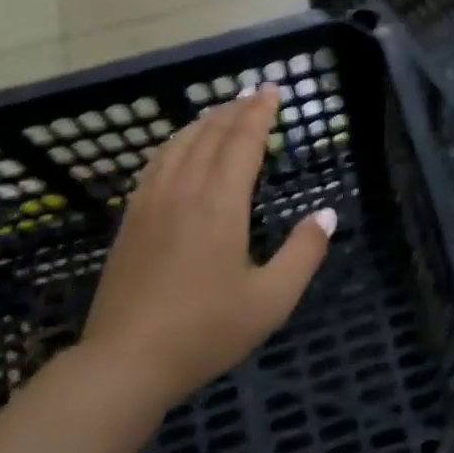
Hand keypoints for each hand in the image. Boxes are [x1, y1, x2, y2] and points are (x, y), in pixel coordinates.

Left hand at [80, 84, 334, 409]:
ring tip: (222, 111)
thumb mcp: (271, 300)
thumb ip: (304, 253)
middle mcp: (184, 190)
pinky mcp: (131, 219)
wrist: (126, 361)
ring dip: (204, 121)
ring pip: (180, 144)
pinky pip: (156, 163)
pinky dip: (175, 143)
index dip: (259, 113)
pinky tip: (179, 147)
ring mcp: (152, 202)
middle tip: (253, 93)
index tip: (272, 91)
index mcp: (220, 204)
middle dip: (235, 109)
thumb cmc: (205, 331)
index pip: (242, 141)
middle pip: (210, 135)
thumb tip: (327, 215)